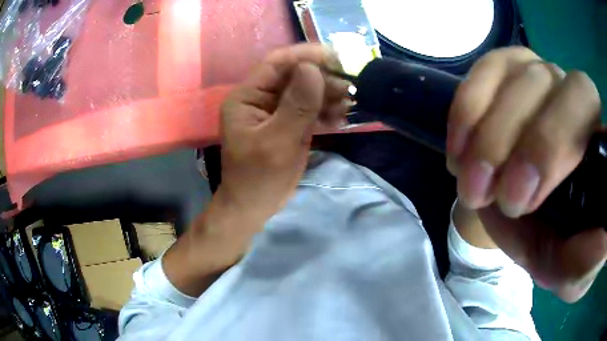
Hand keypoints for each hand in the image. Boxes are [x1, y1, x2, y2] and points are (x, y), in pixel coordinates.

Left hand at [216, 44, 350, 229]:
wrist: (255, 206)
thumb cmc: (258, 177)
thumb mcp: (277, 141)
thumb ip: (296, 105)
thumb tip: (313, 69)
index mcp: (247, 97)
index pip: (276, 64)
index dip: (305, 55)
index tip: (335, 56)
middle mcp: (260, 98)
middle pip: (294, 76)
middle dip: (323, 78)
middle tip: (350, 87)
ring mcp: (276, 111)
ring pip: (306, 92)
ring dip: (329, 95)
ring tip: (350, 102)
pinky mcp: (289, 124)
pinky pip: (309, 110)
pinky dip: (326, 112)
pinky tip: (342, 117)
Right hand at [447, 47, 605, 301]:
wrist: (514, 212)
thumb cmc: (547, 240)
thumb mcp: (565, 268)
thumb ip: (585, 262)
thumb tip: (605, 240)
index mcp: (595, 142)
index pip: (589, 109)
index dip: (556, 144)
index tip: (522, 200)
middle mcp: (573, 94)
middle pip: (552, 84)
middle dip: (524, 141)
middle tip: (496, 196)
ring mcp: (539, 73)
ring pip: (518, 77)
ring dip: (489, 136)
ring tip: (471, 184)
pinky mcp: (506, 67)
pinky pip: (487, 68)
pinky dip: (468, 108)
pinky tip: (459, 149)